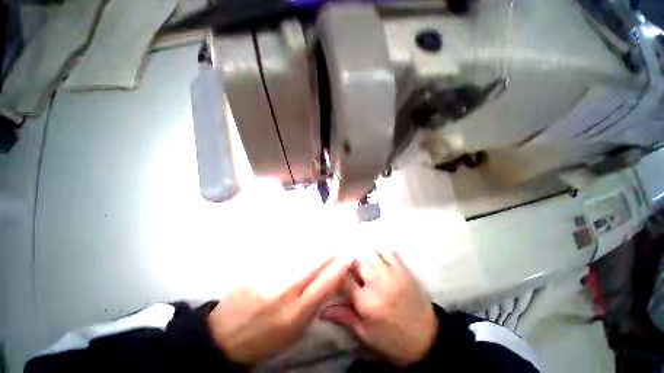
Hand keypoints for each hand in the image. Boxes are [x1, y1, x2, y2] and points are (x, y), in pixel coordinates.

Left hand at [207, 257, 351, 363]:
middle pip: (315, 265)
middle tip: (337, 247)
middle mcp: (285, 291)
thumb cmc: (265, 339)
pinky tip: (299, 249)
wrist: (225, 335)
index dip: (340, 267)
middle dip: (329, 255)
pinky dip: (295, 253)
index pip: (326, 284)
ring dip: (313, 252)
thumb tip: (327, 283)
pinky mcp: (257, 269)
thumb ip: (313, 306)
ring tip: (321, 247)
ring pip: (300, 257)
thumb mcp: (295, 332)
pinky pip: (283, 256)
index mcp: (296, 312)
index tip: (349, 255)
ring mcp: (270, 277)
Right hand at [320, 251, 437, 366]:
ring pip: (371, 253)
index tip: (336, 273)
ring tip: (364, 262)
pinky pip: (389, 251)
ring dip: (364, 256)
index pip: (344, 279)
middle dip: (351, 264)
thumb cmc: (392, 340)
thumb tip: (321, 310)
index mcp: (366, 302)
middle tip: (351, 269)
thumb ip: (344, 317)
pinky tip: (378, 256)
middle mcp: (377, 283)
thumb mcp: (366, 334)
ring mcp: (392, 274)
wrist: (427, 339)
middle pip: (357, 262)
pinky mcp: (404, 270)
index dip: (337, 274)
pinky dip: (381, 251)